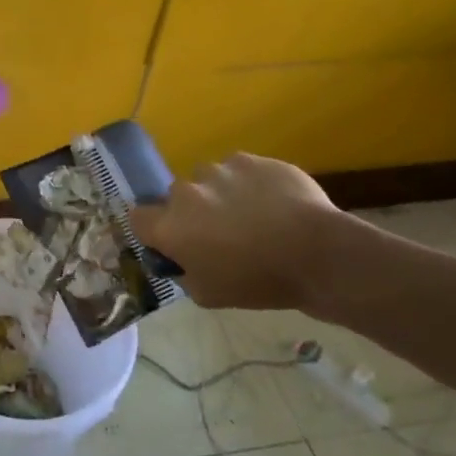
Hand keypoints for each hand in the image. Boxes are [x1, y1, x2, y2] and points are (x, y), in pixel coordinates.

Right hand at [130, 151, 339, 310]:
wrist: (318, 255)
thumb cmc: (260, 283)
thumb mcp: (209, 295)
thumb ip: (184, 271)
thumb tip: (182, 260)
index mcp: (171, 226)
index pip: (138, 218)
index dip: (152, 229)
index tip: (172, 241)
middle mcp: (186, 192)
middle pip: (175, 197)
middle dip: (191, 212)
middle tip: (219, 232)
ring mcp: (218, 170)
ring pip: (207, 180)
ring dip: (218, 194)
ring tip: (251, 215)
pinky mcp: (249, 159)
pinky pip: (238, 170)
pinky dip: (247, 183)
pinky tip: (272, 203)